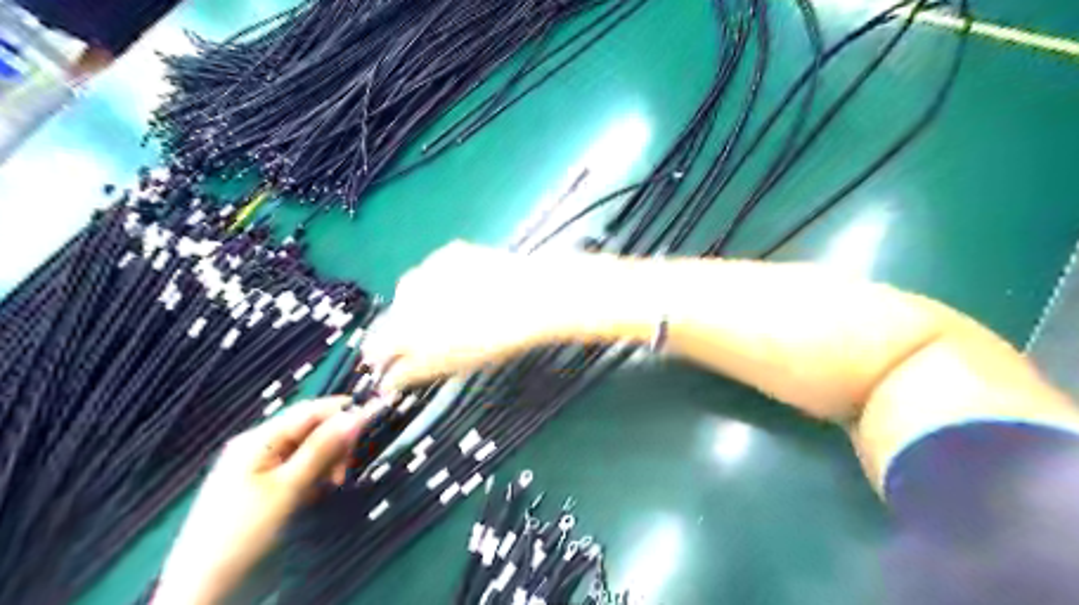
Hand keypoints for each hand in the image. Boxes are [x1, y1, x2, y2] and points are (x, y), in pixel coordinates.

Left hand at [153, 396, 382, 603]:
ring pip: (311, 450)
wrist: (206, 592)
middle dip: (335, 445)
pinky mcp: (269, 489)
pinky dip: (316, 478)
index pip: (310, 411)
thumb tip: (356, 415)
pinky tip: (316, 495)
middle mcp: (261, 447)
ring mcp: (263, 468)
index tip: (373, 423)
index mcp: (258, 439)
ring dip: (328, 463)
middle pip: (312, 429)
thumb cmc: (244, 534)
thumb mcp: (288, 488)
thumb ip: (322, 449)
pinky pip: (302, 469)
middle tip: (343, 474)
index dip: (343, 413)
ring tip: (330, 487)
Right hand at [361, 241, 598, 391]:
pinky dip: (442, 282)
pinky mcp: (450, 252)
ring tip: (454, 312)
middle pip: (395, 315)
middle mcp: (407, 294)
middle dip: (406, 328)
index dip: (382, 355)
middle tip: (433, 337)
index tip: (387, 362)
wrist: (533, 298)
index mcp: (405, 325)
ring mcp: (429, 268)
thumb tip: (389, 380)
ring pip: (413, 290)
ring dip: (422, 302)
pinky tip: (467, 288)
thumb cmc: (494, 340)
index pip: (378, 344)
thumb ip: (414, 371)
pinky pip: (435, 271)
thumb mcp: (452, 364)